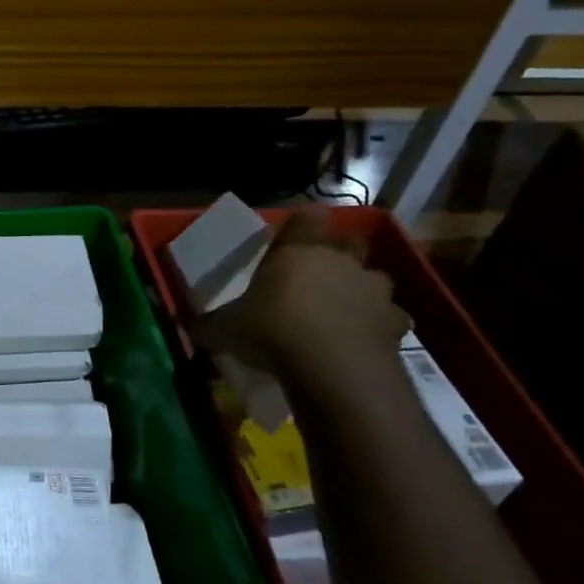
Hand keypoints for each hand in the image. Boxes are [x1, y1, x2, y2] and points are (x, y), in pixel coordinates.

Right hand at [193, 210, 409, 375]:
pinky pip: (391, 319)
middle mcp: (341, 261)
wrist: (332, 366)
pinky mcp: (396, 323)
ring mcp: (374, 290)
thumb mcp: (225, 328)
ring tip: (341, 312)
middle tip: (317, 275)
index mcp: (299, 250)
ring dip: (361, 290)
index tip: (288, 238)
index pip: (307, 216)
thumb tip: (187, 325)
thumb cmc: (272, 330)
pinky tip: (362, 342)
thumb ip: (208, 323)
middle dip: (338, 253)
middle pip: (350, 240)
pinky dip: (379, 327)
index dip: (300, 224)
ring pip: (375, 278)